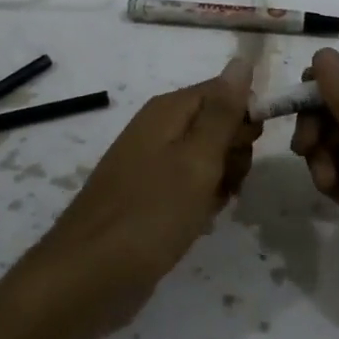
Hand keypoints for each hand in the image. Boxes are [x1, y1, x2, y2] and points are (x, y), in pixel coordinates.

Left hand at [31, 59, 260, 338]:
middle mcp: (159, 129)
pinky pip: (191, 186)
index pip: (224, 91)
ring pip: (209, 158)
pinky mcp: (150, 197)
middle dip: (235, 152)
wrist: (87, 278)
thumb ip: (222, 112)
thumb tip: (241, 60)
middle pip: (219, 123)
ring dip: (223, 180)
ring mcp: (153, 164)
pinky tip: (201, 221)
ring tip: (213, 206)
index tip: (250, 148)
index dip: (246, 117)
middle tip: (227, 181)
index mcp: (168, 111)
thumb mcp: (196, 160)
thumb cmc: (149, 215)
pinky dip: (203, 201)